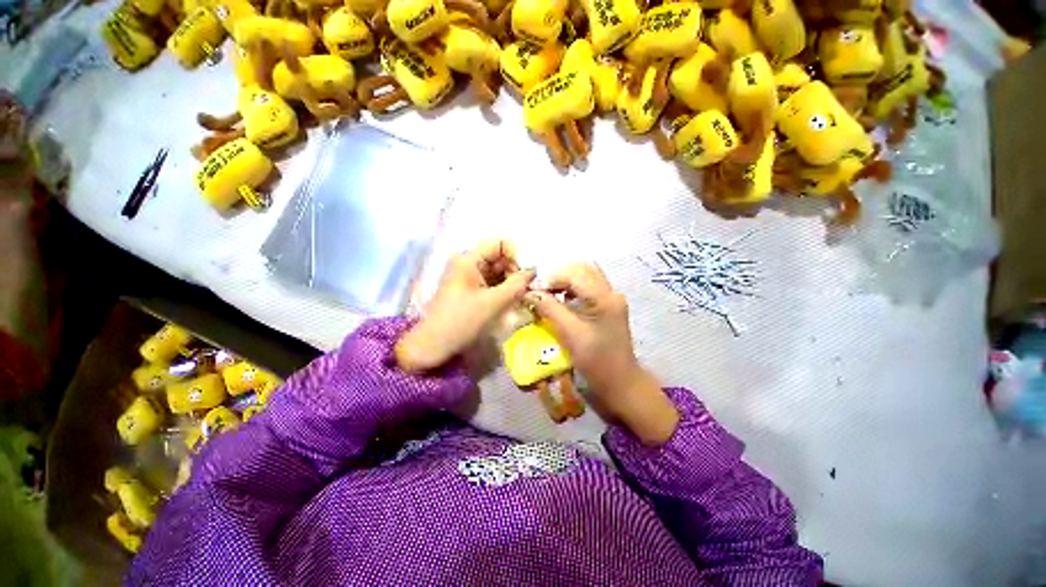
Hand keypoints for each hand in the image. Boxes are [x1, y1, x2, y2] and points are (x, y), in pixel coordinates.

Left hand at [396, 240, 534, 372]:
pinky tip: (510, 302)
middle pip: (499, 258)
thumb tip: (534, 270)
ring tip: (519, 297)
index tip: (525, 276)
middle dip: (514, 271)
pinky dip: (502, 290)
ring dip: (510, 282)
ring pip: (497, 272)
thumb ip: (517, 284)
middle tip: (525, 290)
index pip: (499, 244)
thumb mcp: (494, 302)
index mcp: (468, 259)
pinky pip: (491, 283)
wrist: (434, 346)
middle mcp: (467, 263)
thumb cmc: (462, 321)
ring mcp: (468, 277)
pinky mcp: (469, 290)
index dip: (516, 256)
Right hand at [525, 265, 678, 445]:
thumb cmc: (597, 362)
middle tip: (539, 288)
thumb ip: (550, 309)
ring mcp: (610, 299)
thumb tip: (530, 293)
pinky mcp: (607, 307)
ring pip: (585, 277)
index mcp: (605, 298)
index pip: (575, 274)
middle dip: (558, 275)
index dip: (551, 277)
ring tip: (546, 292)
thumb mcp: (571, 335)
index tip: (532, 288)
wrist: (620, 383)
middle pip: (582, 269)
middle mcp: (610, 293)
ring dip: (564, 281)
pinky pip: (587, 289)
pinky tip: (558, 299)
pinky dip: (570, 289)